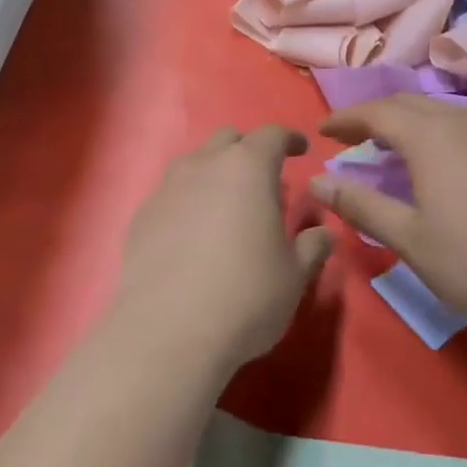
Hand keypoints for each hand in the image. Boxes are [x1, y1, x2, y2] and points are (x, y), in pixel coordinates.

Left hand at [116, 125, 331, 373]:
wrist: (167, 332)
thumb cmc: (245, 296)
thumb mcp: (294, 275)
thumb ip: (312, 246)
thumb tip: (323, 234)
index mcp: (248, 168)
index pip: (272, 135)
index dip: (289, 139)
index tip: (300, 149)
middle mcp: (205, 165)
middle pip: (229, 139)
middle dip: (249, 149)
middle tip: (264, 178)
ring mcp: (168, 187)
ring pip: (195, 162)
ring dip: (215, 171)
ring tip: (227, 203)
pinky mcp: (142, 214)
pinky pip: (171, 192)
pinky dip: (188, 199)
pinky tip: (193, 232)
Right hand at [312, 96, 466, 327]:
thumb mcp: (408, 237)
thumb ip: (360, 204)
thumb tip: (317, 180)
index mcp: (429, 135)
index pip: (376, 112)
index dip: (345, 118)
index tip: (322, 131)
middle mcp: (460, 120)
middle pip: (407, 103)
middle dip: (374, 115)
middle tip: (352, 138)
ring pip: (439, 111)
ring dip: (407, 121)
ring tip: (391, 147)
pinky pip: (464, 124)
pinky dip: (437, 131)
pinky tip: (440, 161)